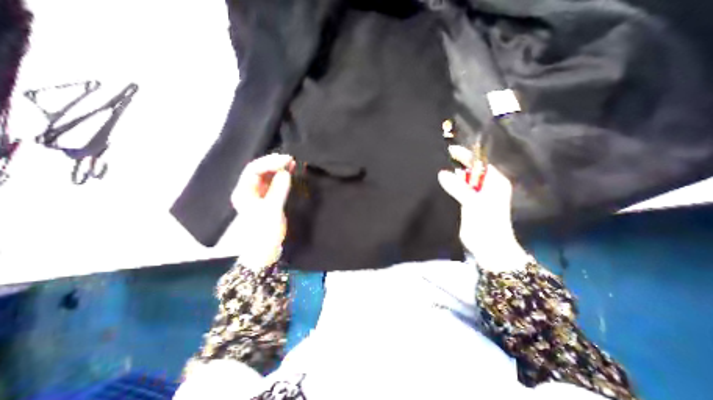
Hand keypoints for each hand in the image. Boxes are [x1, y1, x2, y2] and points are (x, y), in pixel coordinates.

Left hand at [230, 151, 292, 268]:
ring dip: (279, 168)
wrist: (265, 250)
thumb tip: (286, 172)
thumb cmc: (265, 232)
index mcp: (243, 192)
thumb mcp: (272, 210)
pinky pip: (274, 183)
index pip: (254, 170)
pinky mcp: (268, 198)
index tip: (286, 160)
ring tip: (292, 163)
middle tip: (290, 160)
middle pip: (260, 170)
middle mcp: (249, 190)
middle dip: (274, 163)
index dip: (269, 162)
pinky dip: (282, 177)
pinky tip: (290, 171)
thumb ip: (278, 190)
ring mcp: (258, 194)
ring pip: (267, 176)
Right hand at [438, 143, 530, 271]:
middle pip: (470, 171)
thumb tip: (442, 173)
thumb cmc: (486, 225)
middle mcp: (486, 186)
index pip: (479, 163)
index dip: (465, 156)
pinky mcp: (468, 204)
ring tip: (434, 170)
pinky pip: (458, 191)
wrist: (489, 249)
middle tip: (437, 160)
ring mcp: (477, 196)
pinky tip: (439, 185)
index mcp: (495, 182)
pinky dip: (450, 187)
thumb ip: (458, 188)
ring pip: (462, 181)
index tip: (448, 150)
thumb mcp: (473, 204)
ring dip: (451, 177)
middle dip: (456, 166)